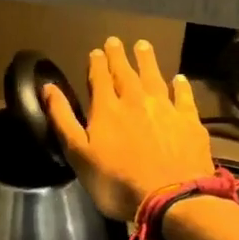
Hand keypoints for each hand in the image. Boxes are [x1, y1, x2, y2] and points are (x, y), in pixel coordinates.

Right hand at [44, 38, 214, 221]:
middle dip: (119, 56)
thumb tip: (48, 88)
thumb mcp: (79, 154)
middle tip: (116, 41)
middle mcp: (136, 101)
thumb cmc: (117, 182)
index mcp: (107, 109)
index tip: (96, 51)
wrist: (171, 198)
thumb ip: (63, 119)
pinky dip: (180, 86)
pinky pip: (184, 97)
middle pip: (126, 73)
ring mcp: (166, 109)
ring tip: (143, 46)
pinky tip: (179, 79)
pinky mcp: (189, 122)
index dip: (97, 63)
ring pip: (154, 78)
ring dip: (147, 61)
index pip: (100, 78)